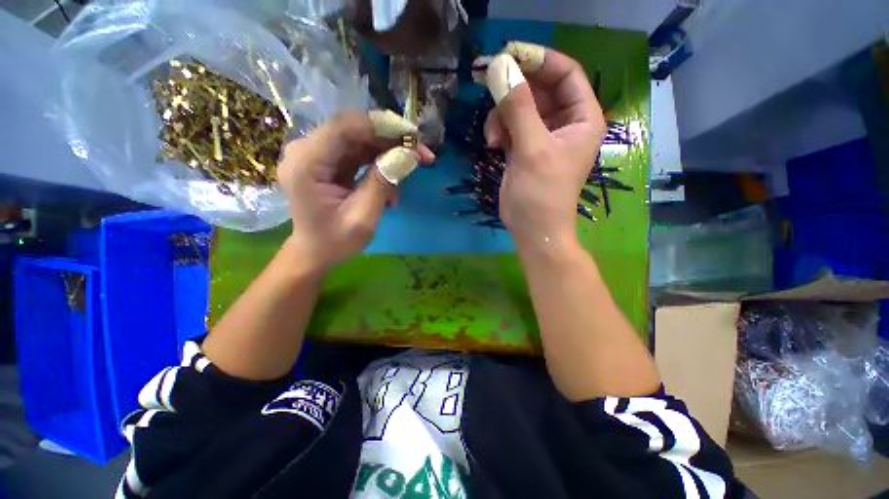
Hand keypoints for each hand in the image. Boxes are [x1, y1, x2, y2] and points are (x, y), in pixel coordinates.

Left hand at [277, 111, 433, 270]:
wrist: (315, 253)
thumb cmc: (335, 241)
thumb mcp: (363, 218)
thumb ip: (383, 183)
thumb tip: (409, 155)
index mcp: (306, 163)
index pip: (344, 127)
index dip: (381, 126)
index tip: (414, 136)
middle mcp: (307, 151)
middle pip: (354, 130)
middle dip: (391, 139)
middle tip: (423, 154)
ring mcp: (317, 155)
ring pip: (360, 140)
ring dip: (389, 151)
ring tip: (413, 167)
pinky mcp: (328, 162)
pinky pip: (358, 153)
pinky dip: (380, 162)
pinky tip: (393, 180)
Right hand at [475, 43, 605, 249]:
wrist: (533, 230)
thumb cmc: (542, 194)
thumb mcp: (532, 149)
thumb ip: (517, 107)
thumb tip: (498, 67)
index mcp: (582, 118)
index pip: (565, 73)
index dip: (539, 60)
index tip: (508, 54)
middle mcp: (565, 123)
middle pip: (540, 89)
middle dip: (514, 87)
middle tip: (487, 81)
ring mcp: (543, 136)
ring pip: (521, 107)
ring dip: (503, 115)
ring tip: (492, 136)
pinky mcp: (524, 149)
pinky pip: (511, 126)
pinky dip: (499, 130)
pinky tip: (493, 144)